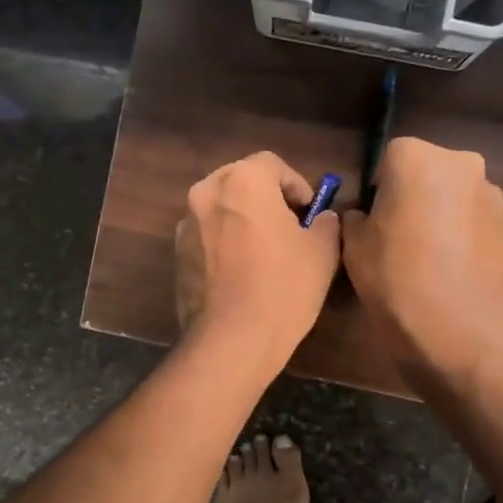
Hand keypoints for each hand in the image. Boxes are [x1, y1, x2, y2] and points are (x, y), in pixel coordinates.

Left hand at [175, 152, 340, 368]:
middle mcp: (206, 193)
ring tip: (264, 250)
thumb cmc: (283, 287)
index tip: (308, 211)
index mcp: (243, 182)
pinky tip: (241, 271)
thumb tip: (321, 218)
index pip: (272, 164)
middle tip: (288, 226)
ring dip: (241, 219)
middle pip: (240, 181)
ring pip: (220, 208)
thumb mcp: (321, 252)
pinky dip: (223, 242)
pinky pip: (206, 236)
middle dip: (265, 197)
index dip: (295, 184)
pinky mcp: (177, 255)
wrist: (232, 339)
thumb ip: (325, 223)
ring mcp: (185, 225)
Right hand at [341, 137, 502, 379]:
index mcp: (416, 158)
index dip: (378, 190)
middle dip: (412, 195)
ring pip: (453, 195)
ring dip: (439, 213)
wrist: (458, 331)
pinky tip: (449, 268)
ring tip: (424, 257)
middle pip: (426, 171)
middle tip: (395, 236)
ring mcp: (491, 193)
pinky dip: (461, 233)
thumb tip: (364, 215)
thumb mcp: (354, 247)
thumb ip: (356, 218)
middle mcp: (460, 163)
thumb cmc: (395, 280)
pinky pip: (473, 219)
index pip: (388, 159)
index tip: (372, 220)